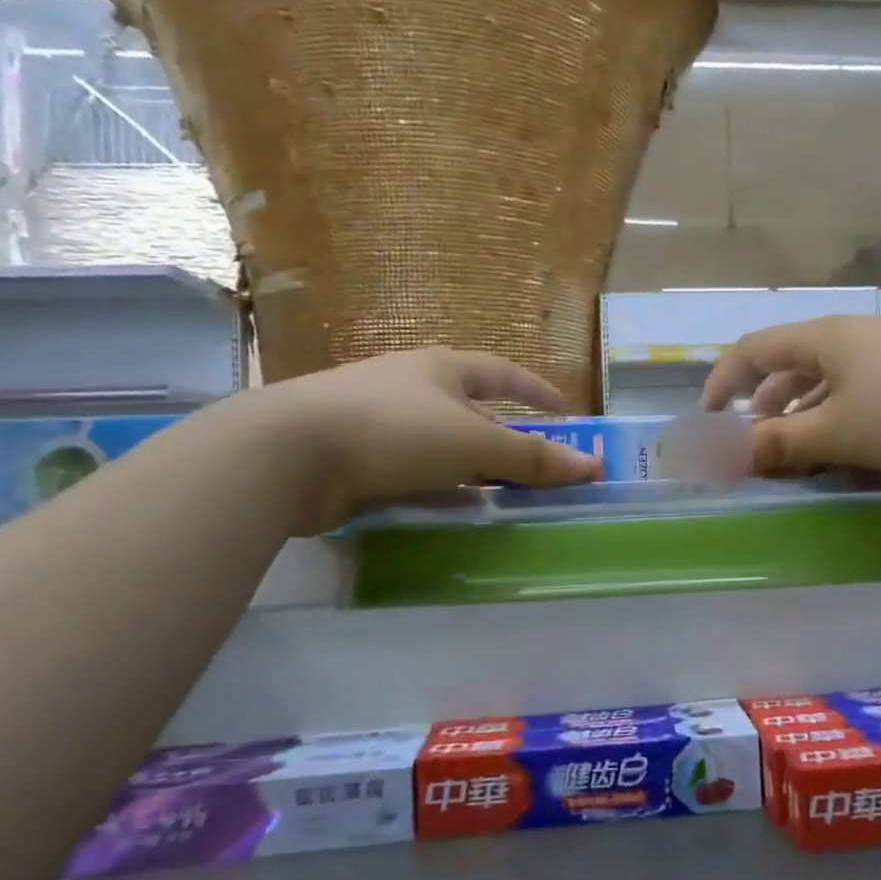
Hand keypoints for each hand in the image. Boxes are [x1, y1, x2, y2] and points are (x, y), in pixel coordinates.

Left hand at [238, 347, 601, 532]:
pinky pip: (409, 472)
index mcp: (440, 369)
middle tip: (534, 466)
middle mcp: (409, 387)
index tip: (564, 411)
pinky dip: (434, 489)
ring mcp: (376, 422)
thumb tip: (591, 467)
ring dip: (469, 468)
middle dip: (502, 437)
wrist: (289, 453)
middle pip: (470, 411)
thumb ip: (531, 458)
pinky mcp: (352, 458)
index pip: (501, 372)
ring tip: (498, 496)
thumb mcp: (473, 443)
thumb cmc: (394, 430)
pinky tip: (447, 510)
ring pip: (438, 445)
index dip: (534, 390)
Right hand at [701, 316, 880, 474]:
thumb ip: (778, 443)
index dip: (723, 381)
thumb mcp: (835, 432)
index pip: (754, 350)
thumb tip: (725, 455)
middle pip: (791, 375)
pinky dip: (849, 435)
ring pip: (828, 395)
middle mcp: (849, 341)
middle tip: (764, 454)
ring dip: (812, 434)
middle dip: (771, 419)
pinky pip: (862, 405)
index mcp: (823, 340)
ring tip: (814, 473)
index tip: (709, 418)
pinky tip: (863, 472)